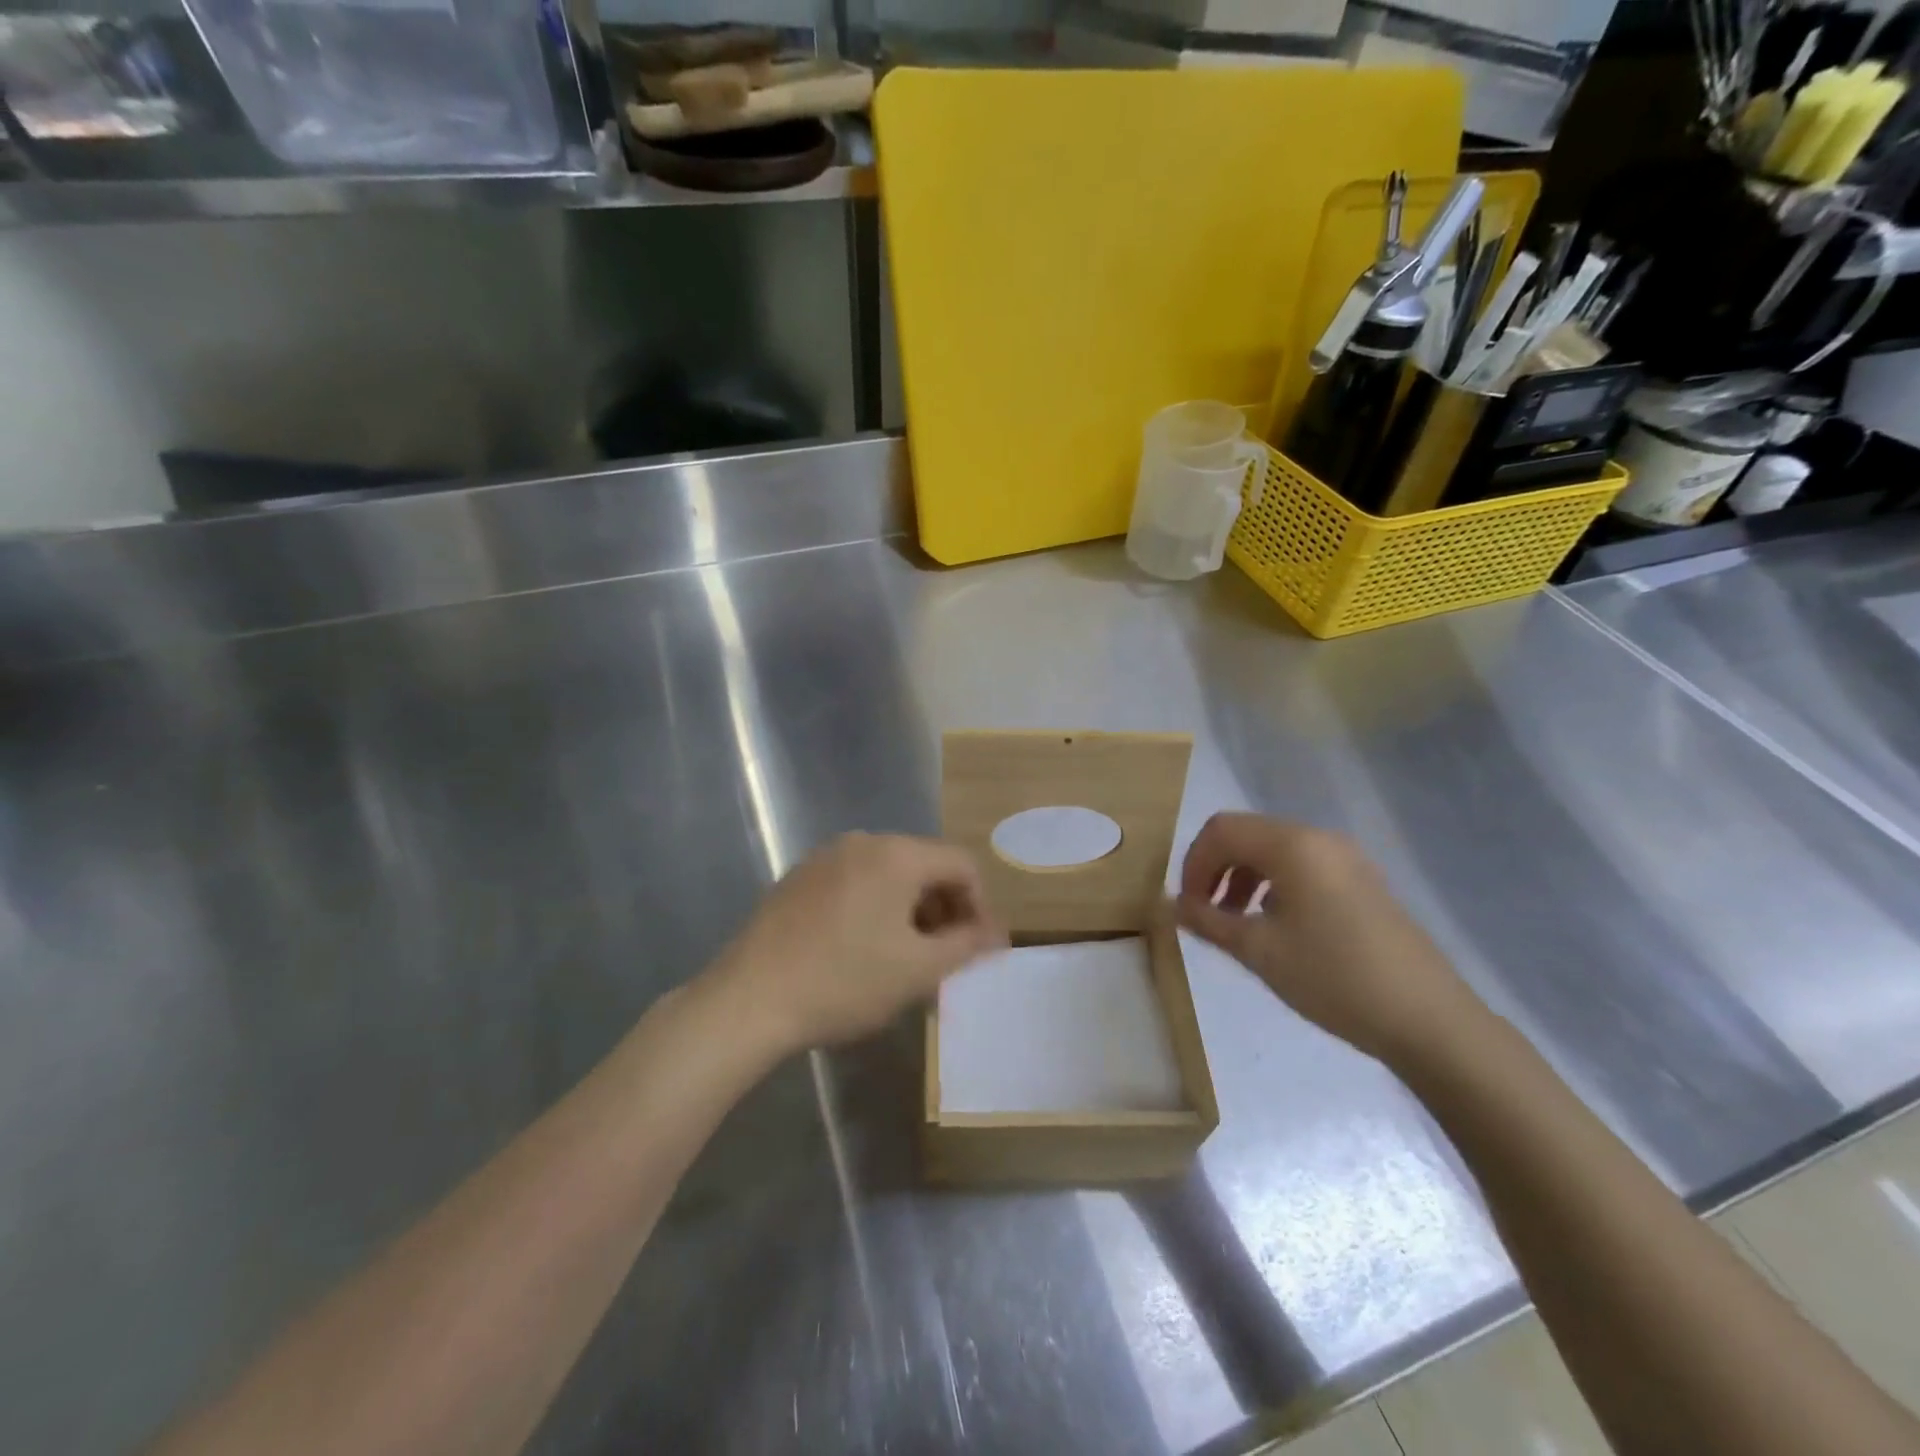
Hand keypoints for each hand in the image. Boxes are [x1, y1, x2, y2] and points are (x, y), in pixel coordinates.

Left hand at [709, 833, 1005, 1054]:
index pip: (962, 864)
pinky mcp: (799, 878)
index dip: (980, 906)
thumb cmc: (844, 982)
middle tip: (945, 957)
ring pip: (889, 875)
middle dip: (945, 909)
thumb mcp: (917, 970)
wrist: (748, 999)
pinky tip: (863, 950)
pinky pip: (855, 883)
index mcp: (897, 854)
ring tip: (906, 958)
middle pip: (925, 865)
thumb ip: (966, 945)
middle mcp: (863, 842)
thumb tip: (997, 934)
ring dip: (910, 911)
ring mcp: (825, 857)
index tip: (979, 950)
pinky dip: (875, 908)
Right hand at [1175, 813, 1481, 1063]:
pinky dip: (1274, 885)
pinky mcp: (1363, 882)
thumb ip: (1208, 921)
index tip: (1189, 908)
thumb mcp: (1260, 951)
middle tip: (1206, 915)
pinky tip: (1277, 927)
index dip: (1193, 864)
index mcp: (1293, 845)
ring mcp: (1347, 859)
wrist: (1428, 1020)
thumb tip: (1170, 905)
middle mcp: (1319, 838)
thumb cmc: (1334, 978)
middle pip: (1247, 835)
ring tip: (1237, 923)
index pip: (1221, 830)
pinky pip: (1303, 867)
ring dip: (1243, 877)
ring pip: (1275, 851)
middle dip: (1215, 869)